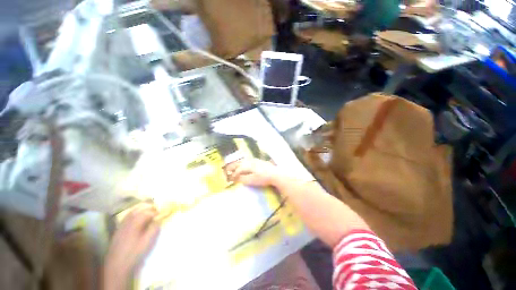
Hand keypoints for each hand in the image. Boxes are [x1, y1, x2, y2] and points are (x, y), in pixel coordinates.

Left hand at [103, 204, 159, 289]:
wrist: (117, 266)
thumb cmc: (134, 253)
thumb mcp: (147, 242)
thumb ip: (154, 228)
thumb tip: (159, 220)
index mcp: (135, 223)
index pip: (148, 212)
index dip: (157, 212)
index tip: (163, 213)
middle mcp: (128, 221)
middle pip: (139, 209)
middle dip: (149, 207)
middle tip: (158, 210)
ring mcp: (122, 225)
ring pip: (133, 211)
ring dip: (142, 209)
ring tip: (150, 212)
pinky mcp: (119, 230)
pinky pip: (127, 217)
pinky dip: (135, 214)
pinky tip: (139, 218)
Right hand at [225, 158, 280, 186]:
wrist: (275, 174)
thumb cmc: (263, 178)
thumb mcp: (252, 180)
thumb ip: (243, 179)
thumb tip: (235, 178)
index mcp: (247, 165)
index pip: (237, 169)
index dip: (232, 174)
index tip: (229, 179)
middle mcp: (250, 161)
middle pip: (239, 163)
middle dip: (232, 167)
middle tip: (227, 170)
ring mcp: (255, 160)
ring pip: (243, 161)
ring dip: (237, 164)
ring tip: (234, 167)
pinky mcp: (259, 161)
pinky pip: (248, 160)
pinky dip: (244, 162)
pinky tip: (245, 164)